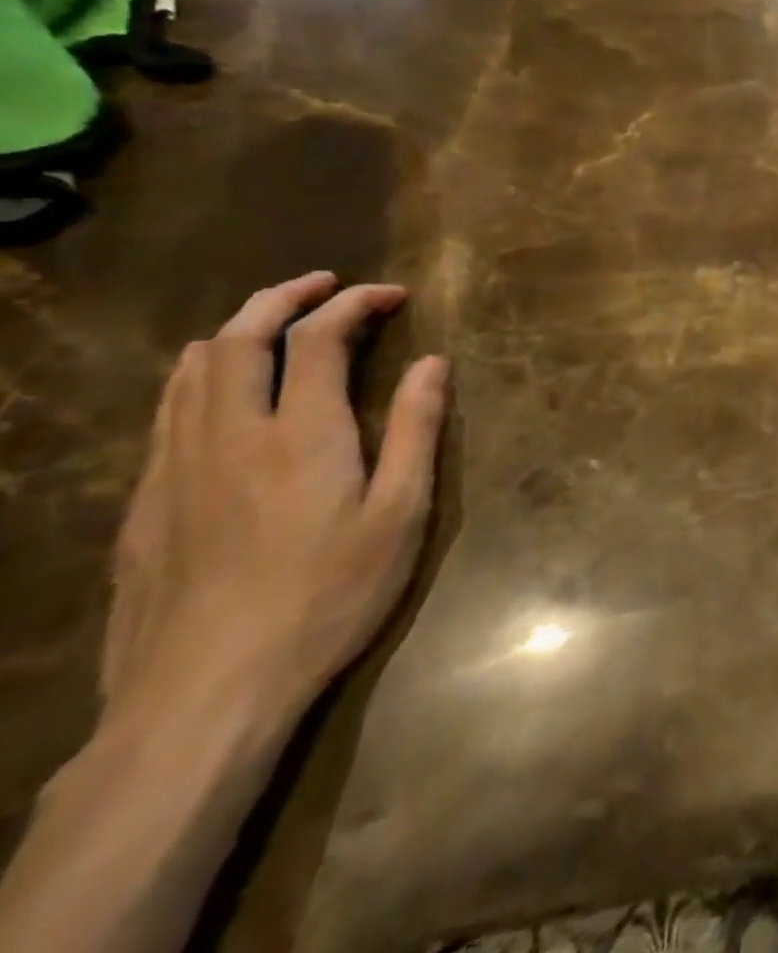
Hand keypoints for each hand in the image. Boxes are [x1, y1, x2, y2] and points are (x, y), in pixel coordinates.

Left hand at [101, 273, 447, 726]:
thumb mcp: (400, 513)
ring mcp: (175, 468)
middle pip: (239, 338)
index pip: (320, 338)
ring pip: (190, 371)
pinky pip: (167, 413)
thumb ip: (416, 430)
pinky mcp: (144, 504)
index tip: (392, 295)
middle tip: (325, 284)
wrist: (204, 694)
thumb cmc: (327, 596)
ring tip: (274, 323)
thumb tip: (432, 363)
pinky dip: (200, 376)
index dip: (355, 303)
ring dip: (236, 330)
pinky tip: (221, 394)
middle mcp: (229, 434)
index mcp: (301, 434)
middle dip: (284, 297)